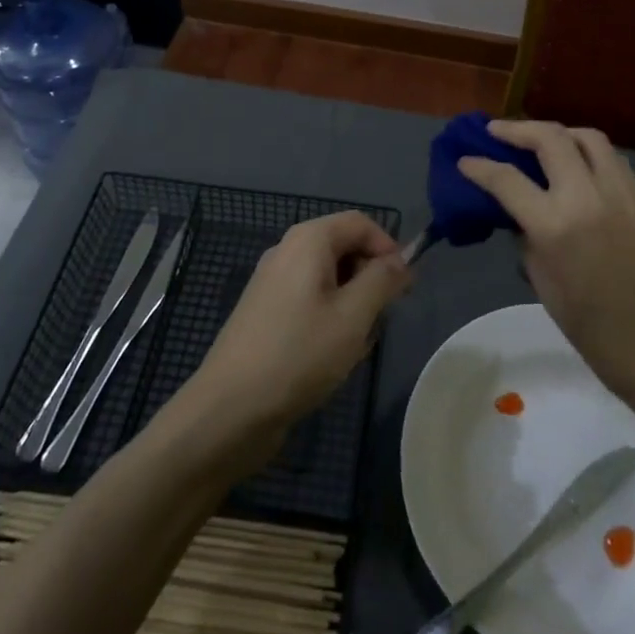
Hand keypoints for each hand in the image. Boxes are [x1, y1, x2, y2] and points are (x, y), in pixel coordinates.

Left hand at [185, 212, 411, 460]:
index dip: (388, 248)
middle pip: (344, 247)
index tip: (404, 288)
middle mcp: (287, 252)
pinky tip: (331, 356)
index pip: (360, 223)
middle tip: (380, 320)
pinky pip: (310, 300)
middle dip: (370, 278)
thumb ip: (382, 280)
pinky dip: (329, 319)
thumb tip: (401, 260)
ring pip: (329, 278)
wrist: (229, 410)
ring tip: (354, 345)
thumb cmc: (298, 354)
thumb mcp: (353, 316)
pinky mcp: (266, 313)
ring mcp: (273, 283)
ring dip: (352, 304)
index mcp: (308, 240)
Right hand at [459, 120, 634, 418]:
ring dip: (555, 132)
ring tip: (535, 141)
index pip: (508, 180)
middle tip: (494, 133)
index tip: (463, 160)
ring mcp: (621, 192)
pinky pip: (609, 157)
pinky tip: (572, 163)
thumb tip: (518, 214)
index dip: (479, 167)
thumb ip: (528, 240)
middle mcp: (588, 197)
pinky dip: (584, 149)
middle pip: (549, 139)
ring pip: (585, 136)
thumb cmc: (599, 336)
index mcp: (557, 227)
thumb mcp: (546, 288)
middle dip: (516, 129)